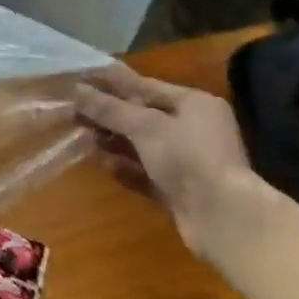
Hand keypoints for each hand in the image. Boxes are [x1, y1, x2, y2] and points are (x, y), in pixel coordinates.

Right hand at [74, 64, 264, 253]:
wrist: (223, 219)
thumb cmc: (187, 157)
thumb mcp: (145, 126)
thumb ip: (109, 108)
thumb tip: (77, 89)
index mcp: (194, 104)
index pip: (146, 86)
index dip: (112, 83)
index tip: (81, 79)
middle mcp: (194, 129)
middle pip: (143, 116)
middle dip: (110, 115)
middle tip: (75, 111)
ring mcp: (188, 162)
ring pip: (142, 146)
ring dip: (114, 142)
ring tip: (83, 138)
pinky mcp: (180, 190)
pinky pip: (146, 173)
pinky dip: (126, 169)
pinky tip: (104, 166)